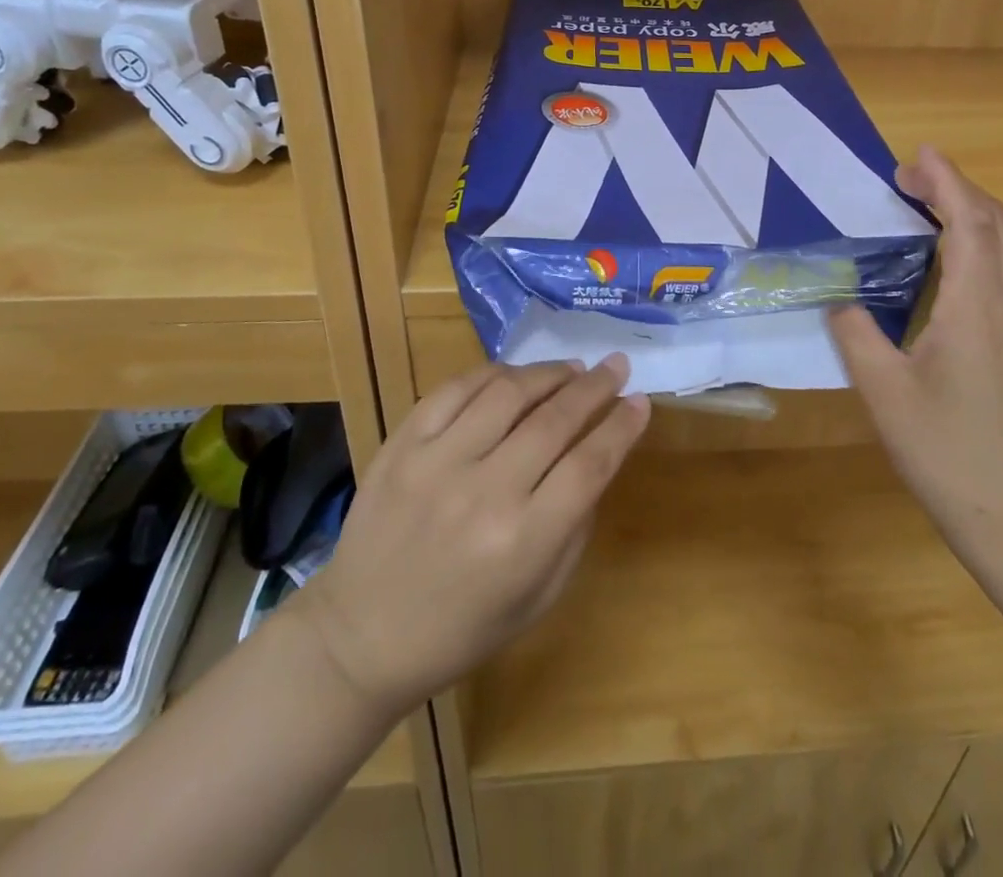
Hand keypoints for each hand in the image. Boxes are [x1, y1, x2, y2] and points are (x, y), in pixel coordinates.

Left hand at [293, 357, 649, 718]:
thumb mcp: (538, 596)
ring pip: (508, 393)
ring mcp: (436, 463)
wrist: (361, 637)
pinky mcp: (401, 446)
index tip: (641, 401)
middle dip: (595, 386)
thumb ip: (575, 525)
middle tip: (616, 365)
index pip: (589, 465)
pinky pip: (455, 389)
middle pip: (555, 420)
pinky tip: (515, 375)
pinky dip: (493, 374)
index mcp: (522, 543)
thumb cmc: (462, 629)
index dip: (621, 427)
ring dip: (549, 373)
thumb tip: (599, 456)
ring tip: (572, 368)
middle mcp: (483, 494)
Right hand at [829, 146, 1002, 552]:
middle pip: (1000, 224)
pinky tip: (969, 256)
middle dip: (960, 188)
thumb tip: (839, 299)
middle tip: (912, 180)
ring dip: (981, 211)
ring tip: (938, 204)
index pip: (969, 223)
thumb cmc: (945, 449)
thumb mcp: (883, 390)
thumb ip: (855, 333)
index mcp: (977, 307)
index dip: (947, 181)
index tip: (917, 156)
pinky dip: (995, 240)